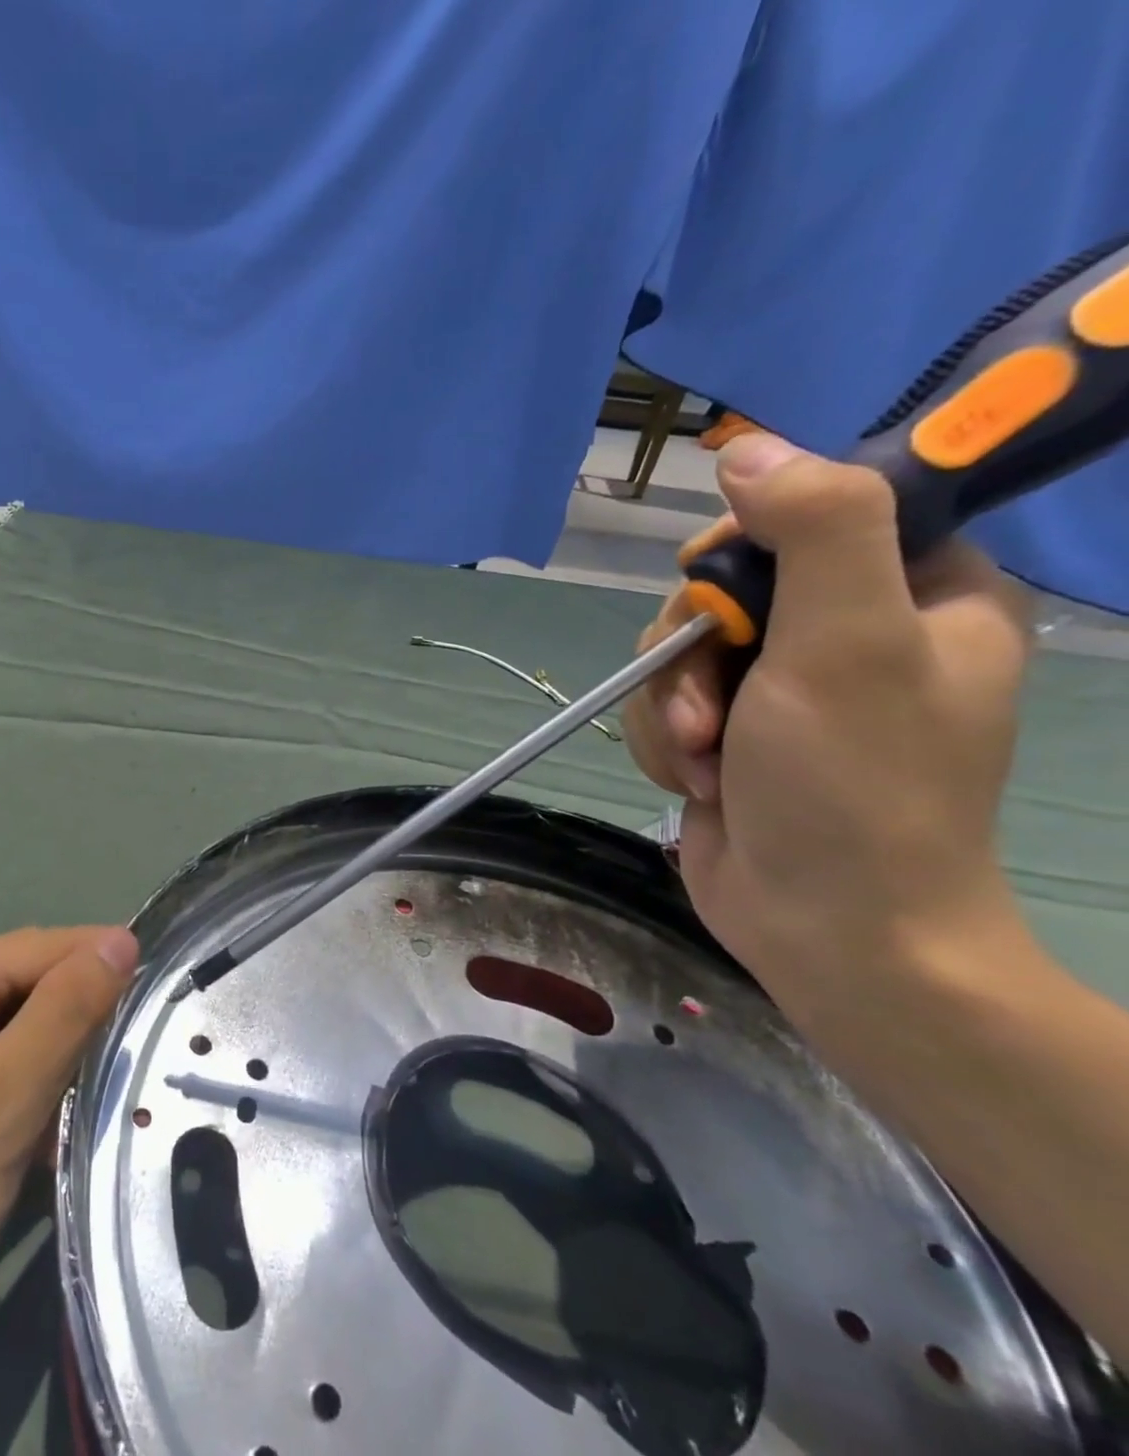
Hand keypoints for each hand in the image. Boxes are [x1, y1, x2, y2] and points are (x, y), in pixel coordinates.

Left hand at [0, 926, 137, 1370]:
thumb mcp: (6, 1096)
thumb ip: (69, 1009)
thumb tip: (122, 939)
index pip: (50, 947)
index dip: (106, 979)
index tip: (158, 1021)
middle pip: (30, 983)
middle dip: (75, 1029)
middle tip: (114, 1084)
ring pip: (15, 1024)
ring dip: (50, 1065)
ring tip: (73, 1116)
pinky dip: (19, 1087)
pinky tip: (30, 1134)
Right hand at [622, 434, 1035, 1030]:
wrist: (825, 926)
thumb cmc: (856, 787)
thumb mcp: (847, 645)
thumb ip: (817, 531)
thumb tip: (749, 449)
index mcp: (914, 591)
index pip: (813, 513)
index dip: (747, 544)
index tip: (718, 593)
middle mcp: (847, 631)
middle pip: (721, 589)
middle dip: (691, 652)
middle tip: (714, 709)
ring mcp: (781, 687)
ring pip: (677, 650)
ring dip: (671, 707)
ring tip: (705, 762)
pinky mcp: (728, 732)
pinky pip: (664, 703)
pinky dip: (665, 742)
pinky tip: (695, 781)